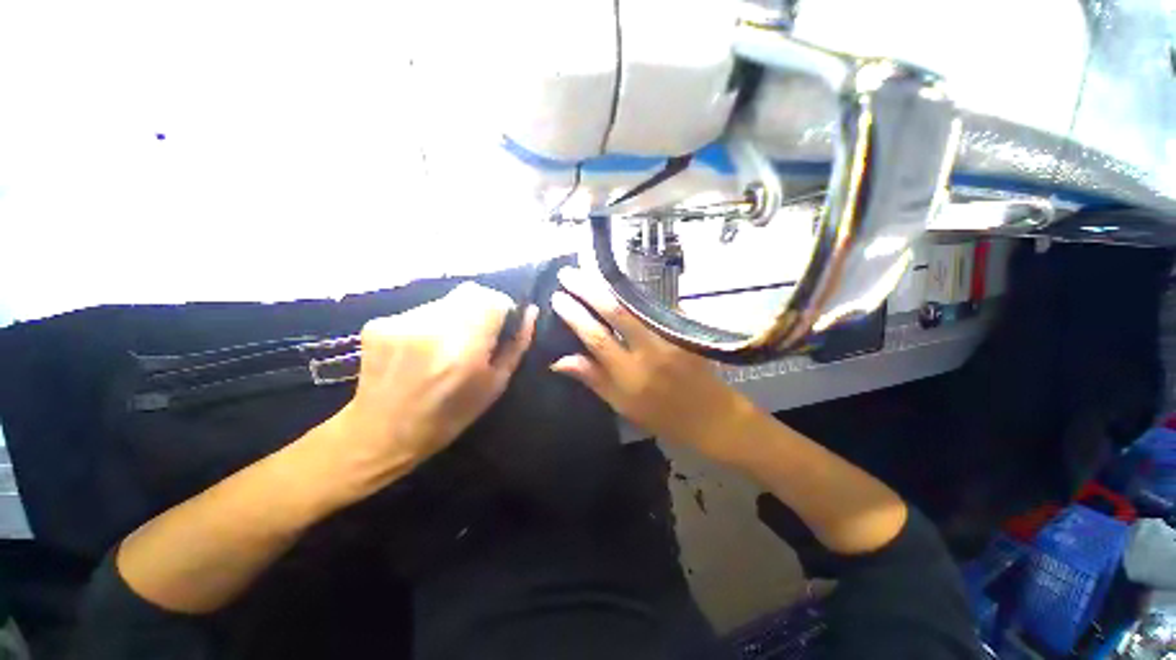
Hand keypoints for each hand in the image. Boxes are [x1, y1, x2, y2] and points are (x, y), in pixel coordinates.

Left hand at [327, 282, 537, 495]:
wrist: (381, 434)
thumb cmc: (449, 416)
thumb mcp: (495, 385)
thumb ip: (516, 345)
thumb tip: (530, 312)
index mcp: (463, 349)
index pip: (493, 299)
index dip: (503, 308)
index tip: (502, 326)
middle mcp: (430, 328)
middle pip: (470, 292)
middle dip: (482, 308)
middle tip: (478, 334)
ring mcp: (400, 323)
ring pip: (446, 300)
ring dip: (456, 315)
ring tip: (447, 345)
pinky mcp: (379, 323)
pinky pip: (421, 310)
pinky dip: (431, 322)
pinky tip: (423, 348)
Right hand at [549, 267, 754, 459]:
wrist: (710, 415)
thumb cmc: (661, 416)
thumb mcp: (621, 405)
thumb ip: (592, 378)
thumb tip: (558, 361)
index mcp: (630, 374)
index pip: (596, 337)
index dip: (575, 315)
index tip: (558, 297)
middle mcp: (650, 350)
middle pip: (616, 312)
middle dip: (589, 289)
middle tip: (569, 273)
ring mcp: (670, 337)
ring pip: (637, 303)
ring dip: (611, 286)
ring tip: (590, 272)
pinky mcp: (685, 329)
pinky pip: (656, 306)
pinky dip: (636, 294)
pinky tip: (621, 284)